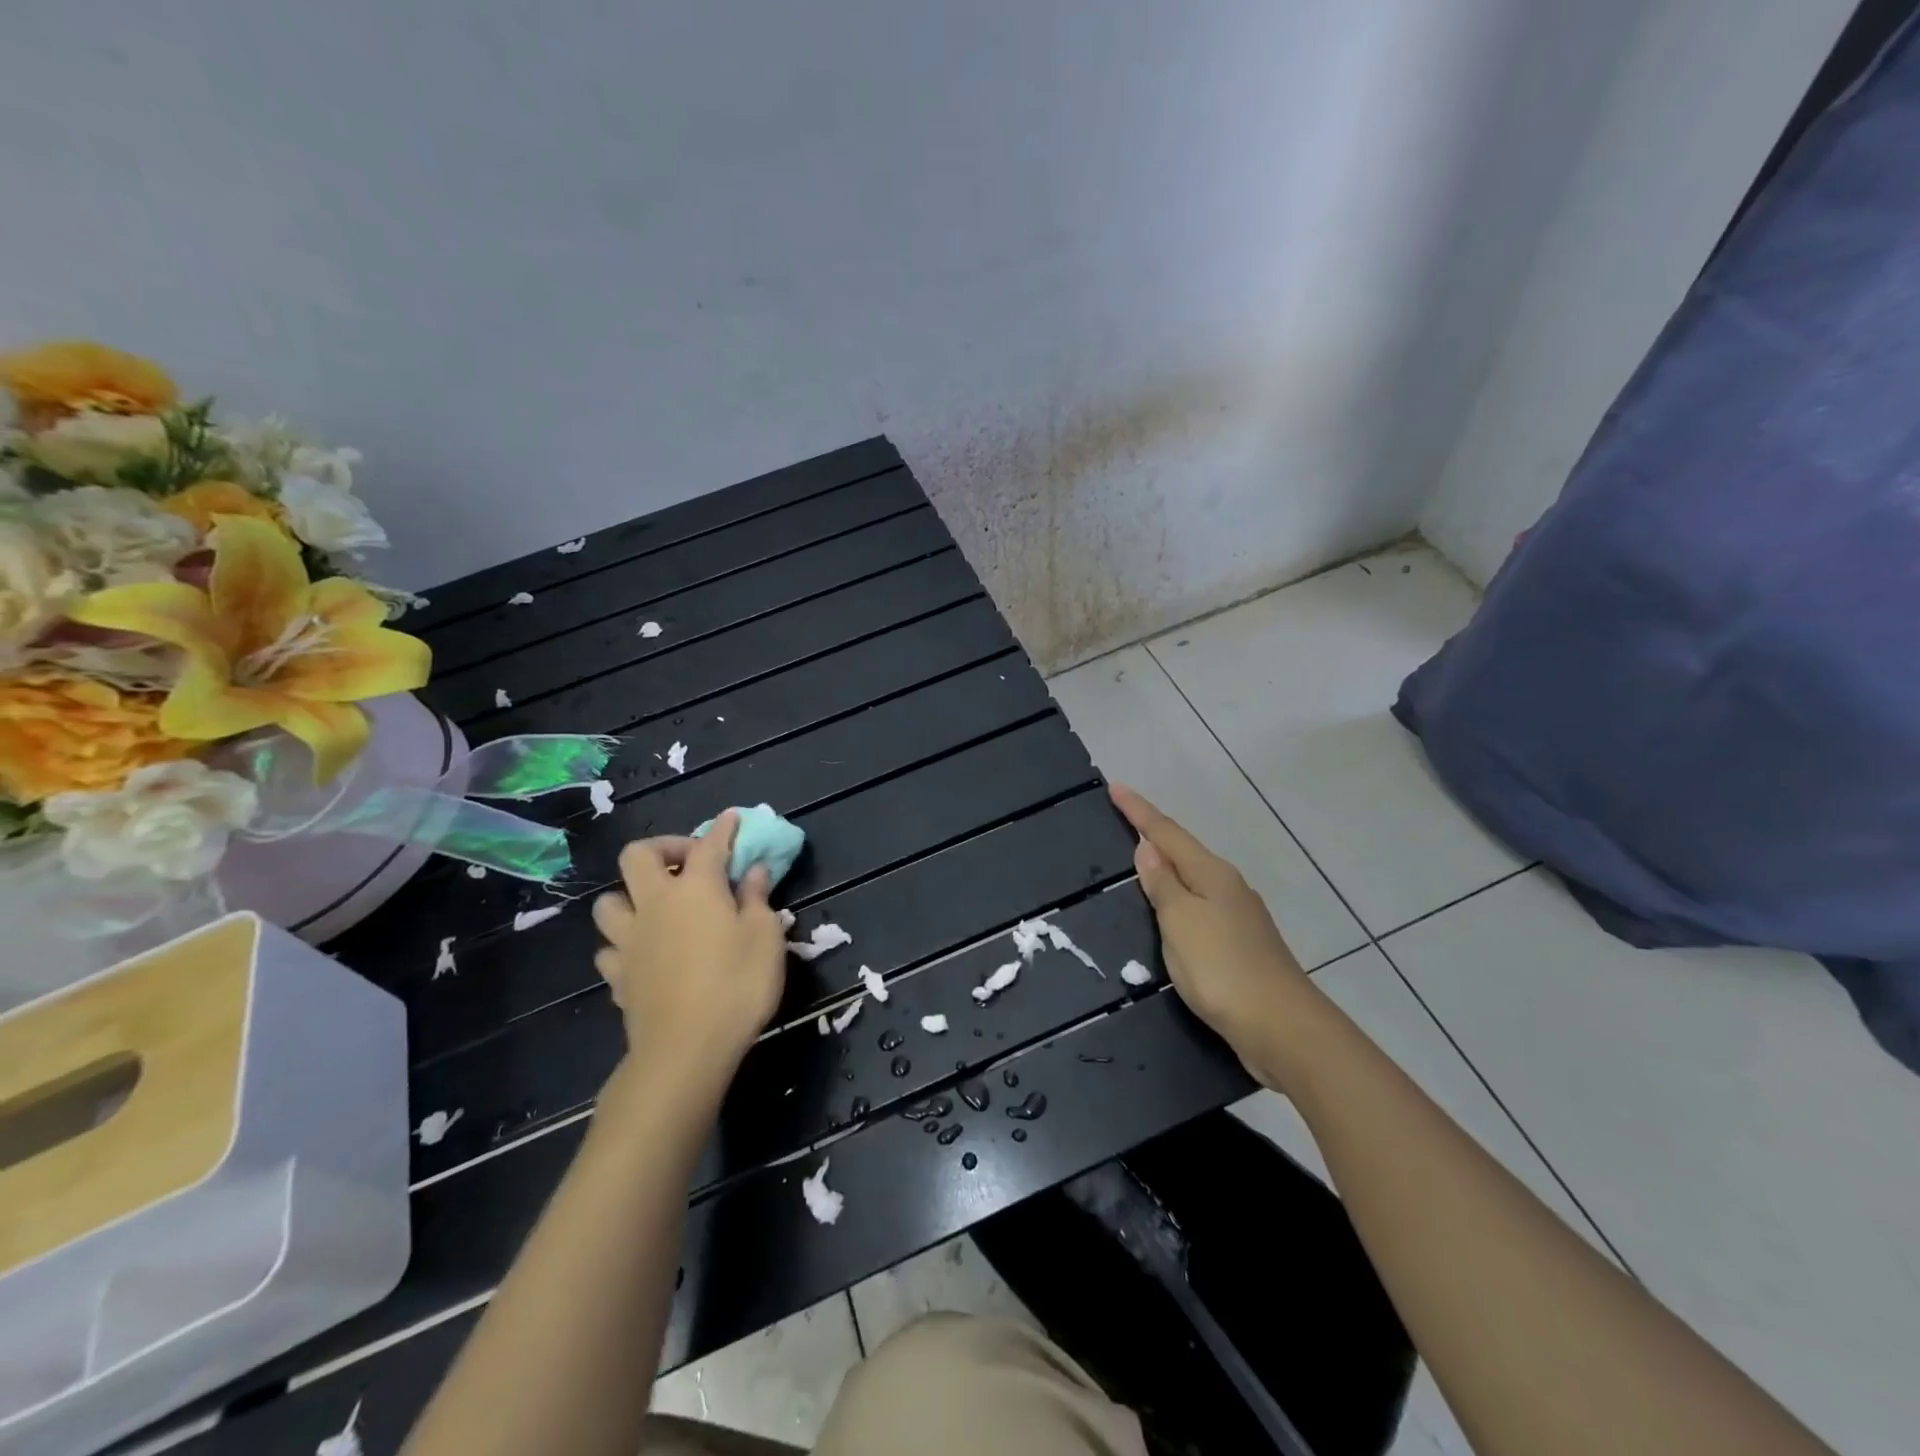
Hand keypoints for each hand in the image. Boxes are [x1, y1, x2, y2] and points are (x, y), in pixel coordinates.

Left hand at [590, 811, 786, 1103]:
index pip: (710, 844)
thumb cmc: (737, 986)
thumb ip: (757, 899)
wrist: (686, 1050)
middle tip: (688, 862)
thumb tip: (754, 872)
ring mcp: (629, 940)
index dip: (723, 829)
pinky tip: (643, 954)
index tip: (732, 819)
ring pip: (609, 902)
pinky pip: (609, 949)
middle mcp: (655, 904)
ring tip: (656, 908)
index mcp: (696, 888)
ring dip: (630, 896)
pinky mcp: (618, 976)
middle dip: (663, 847)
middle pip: (639, 856)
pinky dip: (624, 944)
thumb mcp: (766, 938)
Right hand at [1109, 784, 1319, 1088]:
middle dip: (1154, 834)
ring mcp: (1239, 917)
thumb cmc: (1222, 969)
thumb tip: (1148, 848)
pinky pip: (1200, 907)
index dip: (1139, 811)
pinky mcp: (1241, 946)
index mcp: (1211, 875)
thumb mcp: (1181, 922)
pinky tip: (1171, 911)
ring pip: (1194, 880)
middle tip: (1123, 818)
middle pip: (1184, 851)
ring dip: (1167, 867)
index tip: (1114, 787)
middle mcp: (1228, 887)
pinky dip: (1179, 899)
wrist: (1283, 1028)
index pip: (1167, 832)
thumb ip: (1162, 884)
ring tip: (1140, 862)